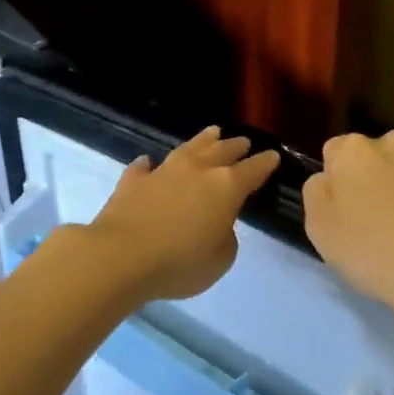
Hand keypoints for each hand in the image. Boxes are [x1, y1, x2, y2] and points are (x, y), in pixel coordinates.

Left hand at [85, 126, 280, 303]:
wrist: (121, 256)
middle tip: (243, 142)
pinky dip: (149, 165)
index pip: (252, 170)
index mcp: (226, 187)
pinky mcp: (132, 182)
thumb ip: (226, 238)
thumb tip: (217, 224)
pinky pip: (143, 168)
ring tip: (211, 132)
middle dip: (235, 146)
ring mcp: (162, 172)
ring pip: (187, 149)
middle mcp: (196, 171)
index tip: (273, 156)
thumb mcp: (220, 260)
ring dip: (201, 140)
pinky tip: (148, 162)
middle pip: (221, 151)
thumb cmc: (180, 262)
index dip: (265, 163)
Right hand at [302, 131, 393, 328]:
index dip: (337, 182)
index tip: (345, 212)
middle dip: (373, 178)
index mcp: (354, 149)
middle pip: (374, 156)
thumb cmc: (374, 252)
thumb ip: (317, 192)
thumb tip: (329, 178)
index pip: (335, 153)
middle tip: (377, 221)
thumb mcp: (319, 229)